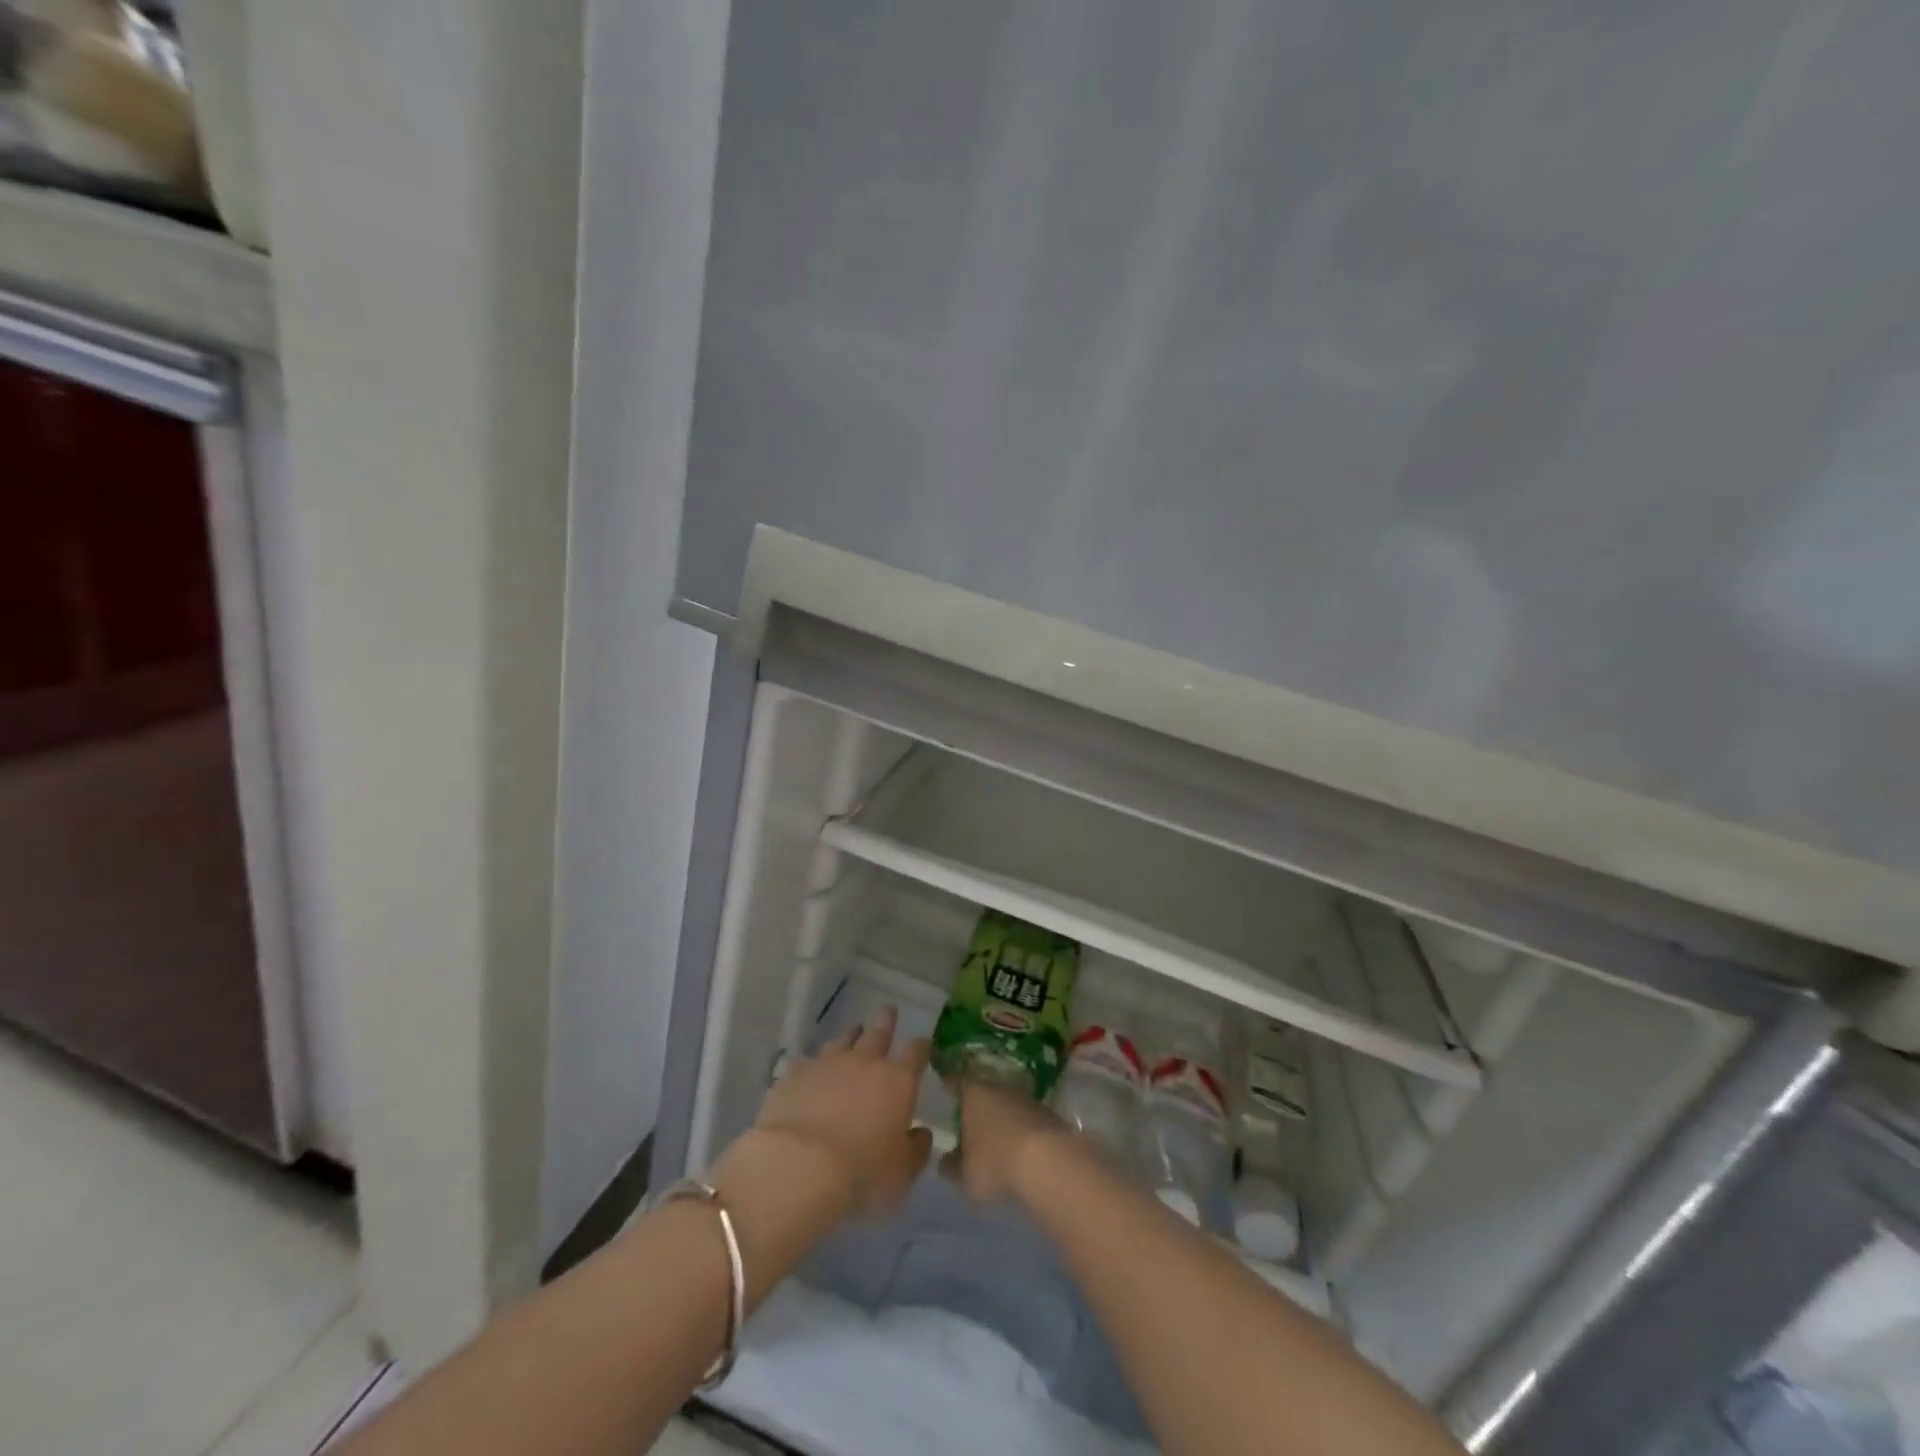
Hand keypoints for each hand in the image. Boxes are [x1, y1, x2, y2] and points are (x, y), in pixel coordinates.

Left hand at [751, 1006, 933, 1218]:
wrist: (798, 1166)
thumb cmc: (861, 1171)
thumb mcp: (902, 1172)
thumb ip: (916, 1150)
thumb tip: (921, 1133)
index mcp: (897, 1080)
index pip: (915, 1053)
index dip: (921, 1046)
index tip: (924, 1042)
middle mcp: (864, 1062)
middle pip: (878, 1033)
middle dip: (885, 1021)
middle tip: (888, 1009)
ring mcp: (826, 1064)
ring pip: (842, 1041)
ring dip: (850, 1037)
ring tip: (853, 1032)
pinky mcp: (794, 1075)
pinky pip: (807, 1063)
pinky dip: (814, 1065)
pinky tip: (811, 1070)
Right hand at [944, 1075, 1076, 1204]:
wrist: (1049, 1162)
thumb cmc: (995, 1162)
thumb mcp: (965, 1174)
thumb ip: (952, 1167)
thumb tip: (945, 1162)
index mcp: (972, 1092)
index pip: (956, 1081)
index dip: (950, 1084)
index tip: (945, 1084)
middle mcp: (998, 1087)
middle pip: (983, 1089)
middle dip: (977, 1101)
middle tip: (968, 1114)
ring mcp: (1025, 1098)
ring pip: (1006, 1102)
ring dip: (1001, 1115)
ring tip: (994, 1134)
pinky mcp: (1047, 1113)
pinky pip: (1025, 1117)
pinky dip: (1020, 1128)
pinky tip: (1018, 1145)